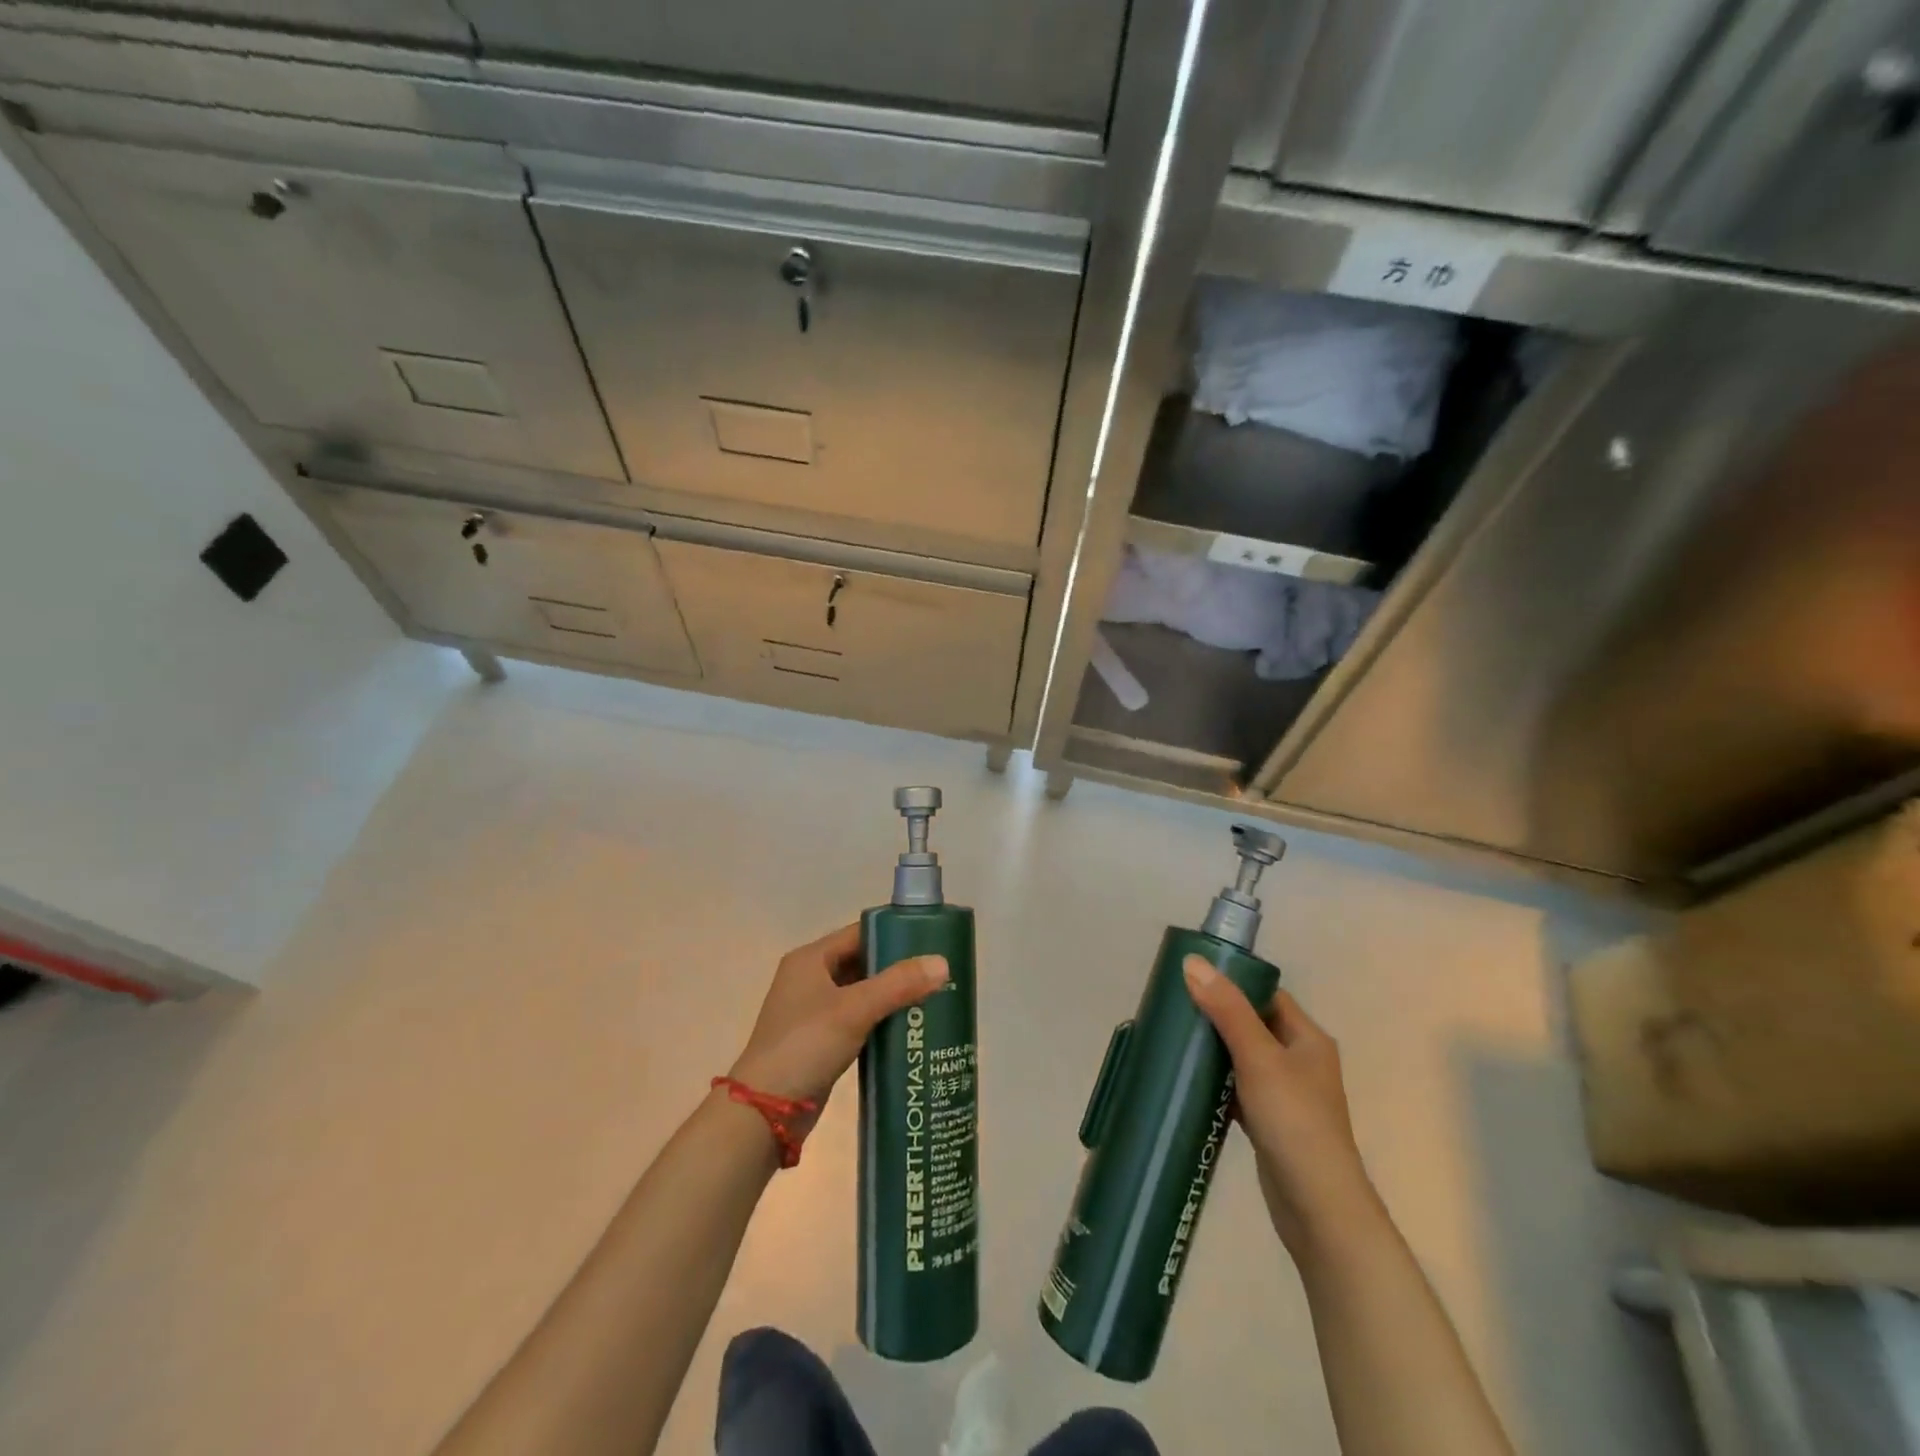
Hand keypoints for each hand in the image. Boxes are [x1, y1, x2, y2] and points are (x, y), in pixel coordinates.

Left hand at [727, 925, 948, 1134]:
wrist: (765, 1111)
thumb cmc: (806, 1045)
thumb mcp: (854, 1009)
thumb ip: (899, 984)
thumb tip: (943, 962)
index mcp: (810, 959)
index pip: (859, 933)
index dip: (894, 934)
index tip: (931, 941)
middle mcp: (810, 978)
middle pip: (862, 962)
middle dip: (897, 968)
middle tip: (938, 973)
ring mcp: (814, 1011)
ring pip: (862, 993)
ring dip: (891, 997)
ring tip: (932, 999)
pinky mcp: (820, 1041)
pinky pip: (858, 1020)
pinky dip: (880, 1021)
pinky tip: (909, 1029)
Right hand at [1182, 957, 1380, 1255]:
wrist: (1318, 1207)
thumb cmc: (1294, 1121)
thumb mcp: (1258, 1057)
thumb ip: (1226, 1009)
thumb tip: (1192, 962)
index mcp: (1307, 1038)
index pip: (1266, 995)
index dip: (1233, 983)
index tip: (1192, 978)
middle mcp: (1300, 1061)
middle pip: (1252, 1024)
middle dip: (1216, 1015)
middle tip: (1175, 1007)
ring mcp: (1286, 1094)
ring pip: (1243, 1058)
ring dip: (1214, 1050)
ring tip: (1175, 1039)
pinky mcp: (1270, 1122)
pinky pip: (1238, 1089)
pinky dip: (1217, 1083)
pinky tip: (1189, 1082)